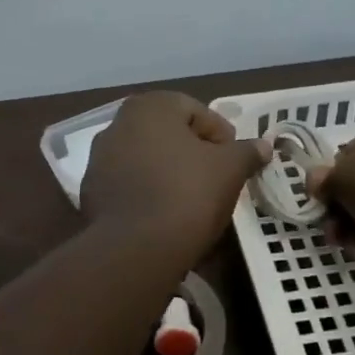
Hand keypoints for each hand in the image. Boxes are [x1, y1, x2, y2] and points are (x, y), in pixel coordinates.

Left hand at [81, 92, 270, 251]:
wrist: (136, 248)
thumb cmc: (188, 193)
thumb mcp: (230, 169)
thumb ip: (247, 151)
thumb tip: (263, 145)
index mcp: (149, 107)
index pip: (196, 110)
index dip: (221, 135)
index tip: (235, 161)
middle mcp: (117, 124)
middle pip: (168, 134)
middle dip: (193, 152)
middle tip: (216, 178)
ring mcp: (99, 159)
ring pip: (147, 159)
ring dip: (169, 172)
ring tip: (192, 199)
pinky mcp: (91, 192)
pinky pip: (129, 185)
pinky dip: (148, 193)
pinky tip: (165, 215)